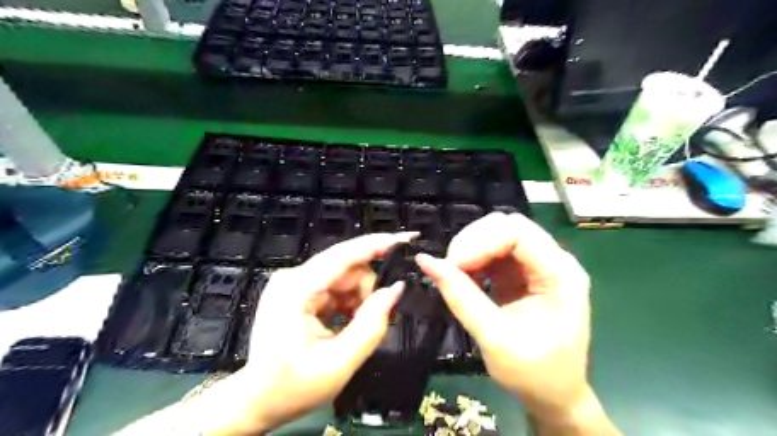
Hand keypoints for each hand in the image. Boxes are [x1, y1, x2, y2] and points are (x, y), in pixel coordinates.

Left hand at [234, 231, 412, 432]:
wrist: (257, 400)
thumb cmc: (293, 387)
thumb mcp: (339, 362)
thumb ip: (372, 324)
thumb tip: (396, 289)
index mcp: (297, 290)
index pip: (344, 255)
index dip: (378, 244)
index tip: (407, 239)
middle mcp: (293, 277)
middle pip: (347, 267)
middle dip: (368, 289)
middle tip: (375, 319)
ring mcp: (294, 282)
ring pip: (344, 276)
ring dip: (358, 298)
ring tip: (354, 328)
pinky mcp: (298, 289)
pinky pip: (335, 285)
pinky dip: (348, 302)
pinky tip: (346, 323)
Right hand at [415, 214, 595, 426]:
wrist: (553, 394)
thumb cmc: (533, 373)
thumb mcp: (494, 337)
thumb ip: (460, 297)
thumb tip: (425, 261)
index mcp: (560, 275)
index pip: (518, 233)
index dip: (481, 241)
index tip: (453, 264)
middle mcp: (554, 261)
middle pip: (508, 226)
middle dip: (473, 241)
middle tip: (450, 267)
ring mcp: (539, 265)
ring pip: (499, 234)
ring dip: (471, 248)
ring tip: (455, 272)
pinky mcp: (524, 272)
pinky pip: (495, 250)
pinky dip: (475, 258)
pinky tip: (465, 276)